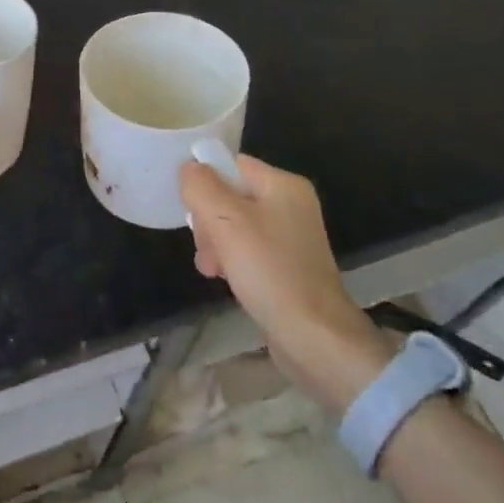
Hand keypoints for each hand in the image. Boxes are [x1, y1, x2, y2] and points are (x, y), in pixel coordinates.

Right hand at [180, 153, 393, 411]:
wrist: (314, 338)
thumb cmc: (270, 270)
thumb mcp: (226, 221)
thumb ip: (202, 186)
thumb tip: (189, 168)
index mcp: (284, 185)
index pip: (232, 165)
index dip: (206, 183)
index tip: (192, 212)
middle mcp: (291, 205)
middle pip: (232, 196)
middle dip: (209, 220)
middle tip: (204, 245)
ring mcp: (292, 237)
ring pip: (236, 226)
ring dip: (216, 242)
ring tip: (210, 267)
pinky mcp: (288, 266)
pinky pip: (249, 250)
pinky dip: (232, 260)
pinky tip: (223, 278)